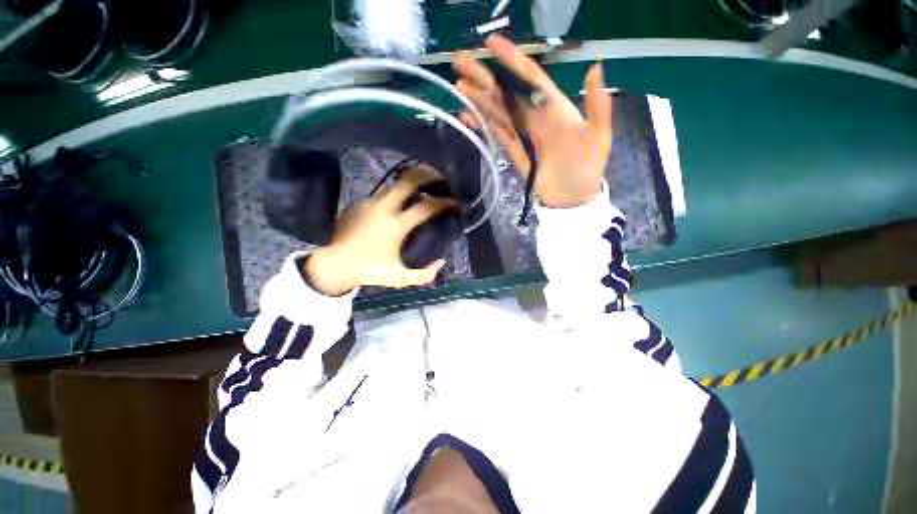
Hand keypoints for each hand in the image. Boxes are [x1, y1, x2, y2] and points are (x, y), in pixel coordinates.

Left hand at [305, 170, 451, 295]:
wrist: (334, 264)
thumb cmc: (369, 271)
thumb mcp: (400, 279)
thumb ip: (425, 275)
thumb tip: (441, 262)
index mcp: (397, 225)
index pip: (427, 207)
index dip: (444, 203)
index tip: (454, 202)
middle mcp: (384, 208)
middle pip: (408, 181)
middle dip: (427, 175)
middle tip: (439, 177)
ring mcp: (369, 203)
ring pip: (395, 187)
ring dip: (411, 186)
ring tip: (421, 191)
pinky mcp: (358, 204)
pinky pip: (383, 196)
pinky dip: (395, 198)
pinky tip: (397, 207)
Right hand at [453, 34, 612, 207]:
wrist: (571, 200)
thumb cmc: (586, 169)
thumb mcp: (599, 136)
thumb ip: (597, 104)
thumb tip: (596, 66)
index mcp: (555, 108)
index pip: (530, 77)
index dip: (512, 59)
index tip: (491, 43)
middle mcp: (534, 117)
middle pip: (506, 92)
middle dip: (484, 76)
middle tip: (460, 60)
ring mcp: (521, 135)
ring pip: (496, 112)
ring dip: (478, 99)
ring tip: (458, 86)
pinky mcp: (512, 152)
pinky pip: (495, 135)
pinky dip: (481, 125)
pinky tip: (467, 117)